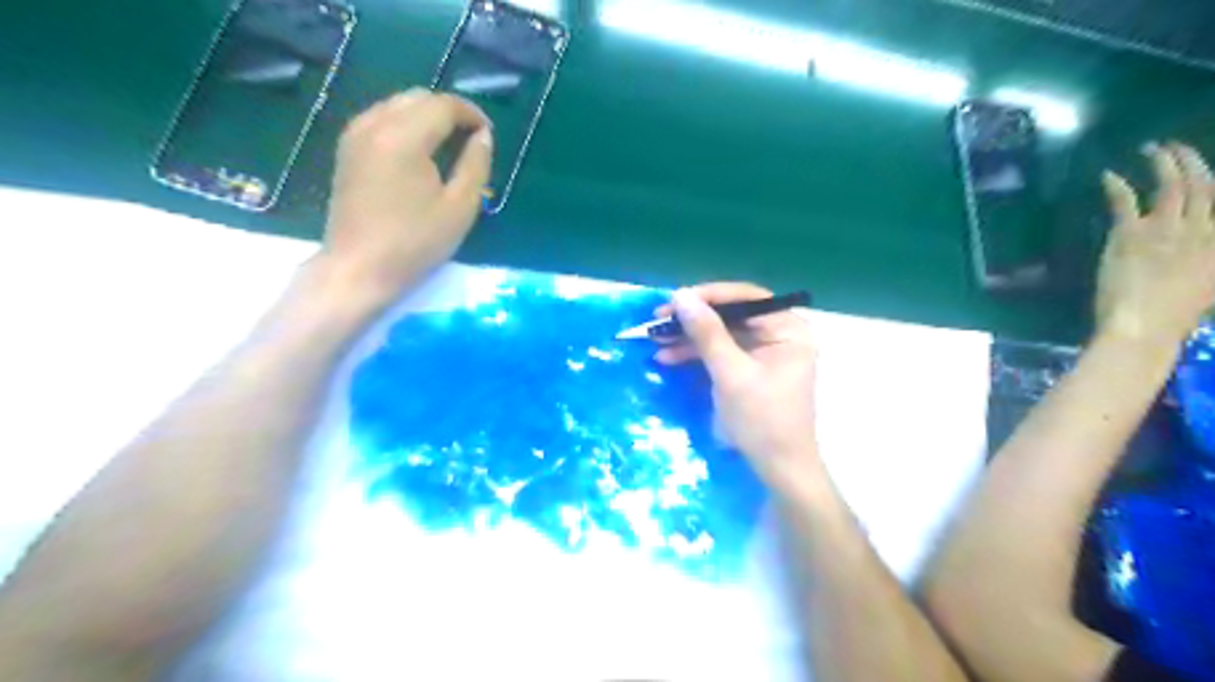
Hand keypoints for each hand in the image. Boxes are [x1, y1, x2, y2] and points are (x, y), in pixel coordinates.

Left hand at [322, 88, 498, 299]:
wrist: (359, 268)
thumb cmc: (415, 243)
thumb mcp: (460, 208)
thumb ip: (476, 165)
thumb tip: (483, 136)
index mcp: (404, 137)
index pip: (443, 105)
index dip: (472, 114)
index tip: (489, 135)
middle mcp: (374, 124)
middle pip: (419, 98)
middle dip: (450, 112)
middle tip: (472, 140)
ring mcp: (355, 135)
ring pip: (398, 105)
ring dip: (427, 117)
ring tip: (449, 146)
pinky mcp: (347, 149)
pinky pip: (381, 119)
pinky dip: (406, 125)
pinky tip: (419, 152)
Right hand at [656, 281, 815, 490]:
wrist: (778, 468)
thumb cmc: (762, 419)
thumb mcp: (730, 374)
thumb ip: (707, 333)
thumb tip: (681, 296)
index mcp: (788, 329)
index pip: (746, 298)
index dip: (709, 295)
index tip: (675, 300)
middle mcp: (779, 334)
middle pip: (731, 315)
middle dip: (693, 320)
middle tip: (659, 320)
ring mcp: (765, 352)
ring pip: (722, 334)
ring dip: (689, 338)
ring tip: (656, 340)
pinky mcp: (750, 369)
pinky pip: (721, 352)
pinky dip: (697, 354)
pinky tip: (669, 357)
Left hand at [1103, 140, 1213, 346]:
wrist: (1144, 324)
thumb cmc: (1173, 316)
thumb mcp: (1207, 287)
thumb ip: (1205, 261)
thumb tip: (1198, 248)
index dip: (1210, 182)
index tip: (1201, 170)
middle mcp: (1200, 230)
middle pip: (1203, 185)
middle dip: (1191, 161)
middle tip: (1176, 146)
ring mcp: (1165, 230)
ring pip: (1171, 186)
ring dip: (1163, 163)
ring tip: (1154, 148)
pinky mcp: (1131, 234)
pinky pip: (1125, 202)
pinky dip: (1117, 186)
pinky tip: (1109, 175)